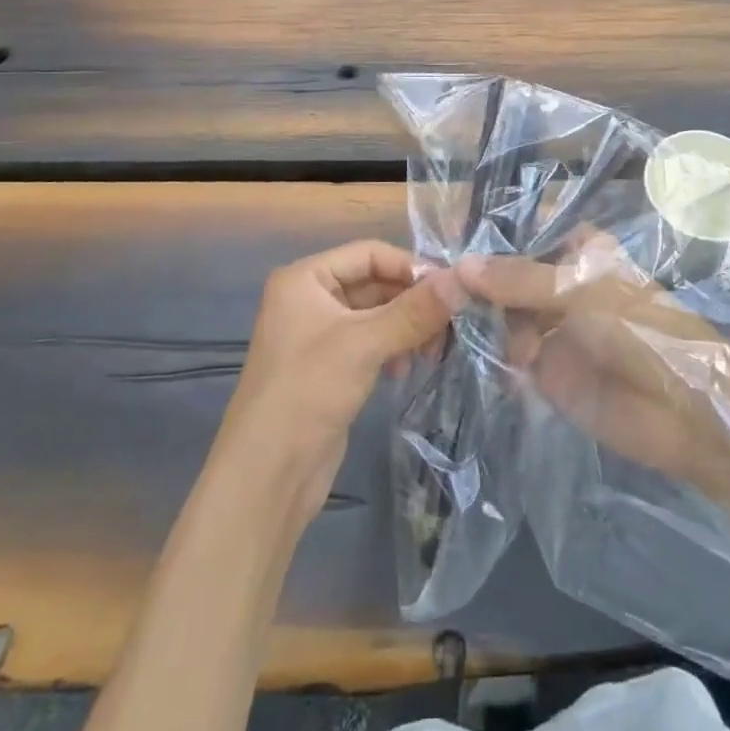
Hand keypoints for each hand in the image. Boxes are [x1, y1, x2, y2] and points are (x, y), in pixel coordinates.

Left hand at [218, 240, 462, 526]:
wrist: (266, 477)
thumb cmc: (308, 392)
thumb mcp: (364, 344)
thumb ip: (414, 310)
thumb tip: (463, 280)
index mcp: (305, 278)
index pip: (369, 253)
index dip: (410, 266)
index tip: (451, 288)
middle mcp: (309, 298)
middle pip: (374, 282)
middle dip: (411, 300)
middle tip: (452, 323)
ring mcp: (319, 335)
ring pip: (375, 314)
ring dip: (406, 326)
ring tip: (433, 349)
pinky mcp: (330, 367)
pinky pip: (370, 342)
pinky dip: (393, 347)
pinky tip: (408, 367)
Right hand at [456, 235, 729, 507]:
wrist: (686, 414)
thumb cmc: (641, 331)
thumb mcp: (580, 292)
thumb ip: (520, 278)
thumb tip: (460, 264)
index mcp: (578, 250)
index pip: (525, 230)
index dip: (490, 233)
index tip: (448, 235)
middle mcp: (560, 283)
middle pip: (508, 272)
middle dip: (476, 277)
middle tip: (432, 281)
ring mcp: (551, 326)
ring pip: (503, 312)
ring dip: (476, 314)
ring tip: (442, 316)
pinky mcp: (545, 369)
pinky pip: (507, 353)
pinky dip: (487, 350)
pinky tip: (459, 346)